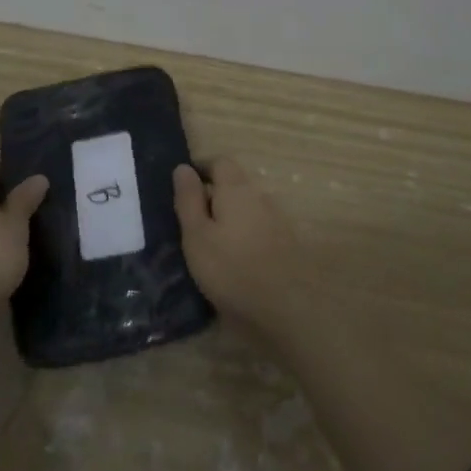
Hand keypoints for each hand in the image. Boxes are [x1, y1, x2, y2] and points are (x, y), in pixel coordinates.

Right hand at [172, 158, 306, 339]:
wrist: (288, 308)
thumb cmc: (232, 268)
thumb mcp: (197, 235)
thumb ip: (188, 200)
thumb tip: (182, 167)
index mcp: (236, 188)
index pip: (219, 162)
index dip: (201, 168)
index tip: (183, 186)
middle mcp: (259, 196)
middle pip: (234, 183)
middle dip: (212, 194)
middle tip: (190, 219)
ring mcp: (276, 219)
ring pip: (246, 206)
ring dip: (228, 216)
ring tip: (209, 242)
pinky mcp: (285, 243)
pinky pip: (257, 226)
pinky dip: (242, 233)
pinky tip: (233, 257)